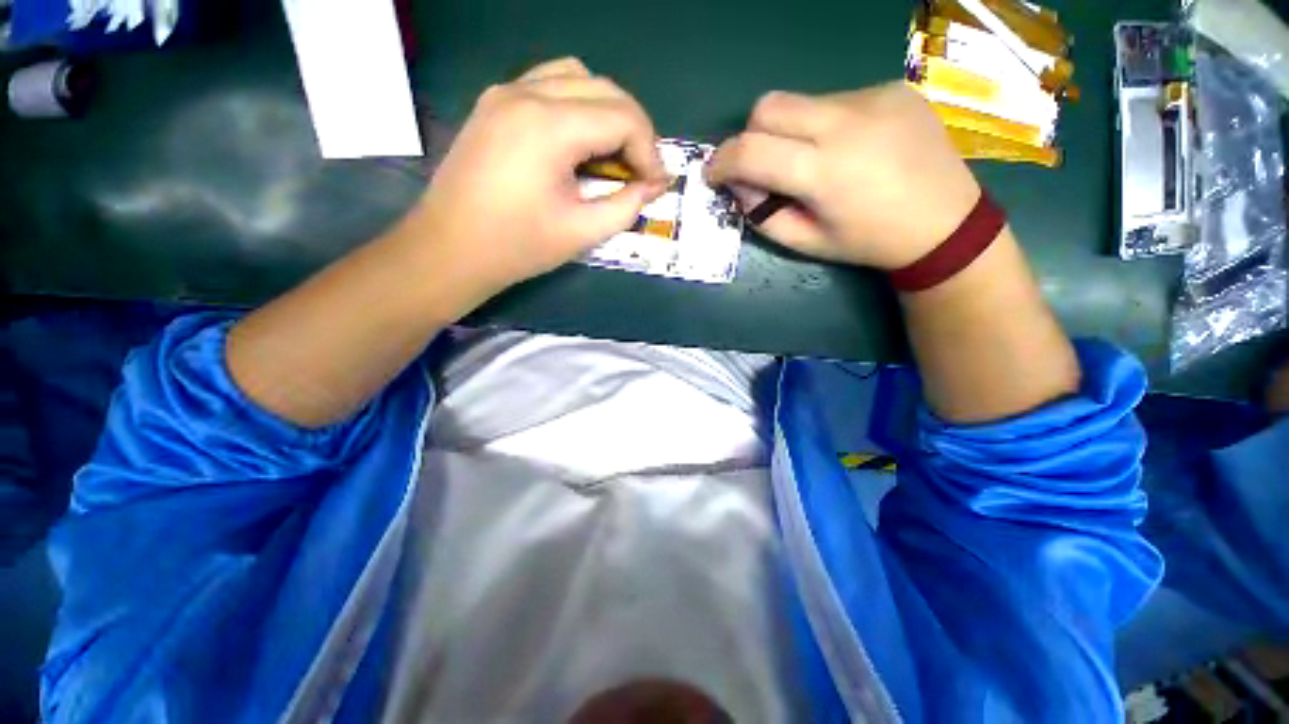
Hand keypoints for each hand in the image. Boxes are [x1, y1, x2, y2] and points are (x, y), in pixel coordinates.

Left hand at [407, 57, 668, 294]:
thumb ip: (625, 206)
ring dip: (607, 111)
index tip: (657, 184)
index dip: (649, 151)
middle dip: (635, 130)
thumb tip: (653, 187)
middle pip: (605, 89)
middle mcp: (526, 93)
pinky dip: (577, 105)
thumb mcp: (581, 232)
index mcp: (549, 126)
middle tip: (642, 171)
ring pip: (577, 77)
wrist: (450, 249)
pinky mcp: (495, 102)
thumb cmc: (517, 247)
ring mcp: (505, 92)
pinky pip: (549, 84)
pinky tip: (579, 141)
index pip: (623, 116)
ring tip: (613, 153)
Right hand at [706, 83, 981, 270]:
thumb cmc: (869, 242)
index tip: (715, 175)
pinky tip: (849, 148)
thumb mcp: (807, 243)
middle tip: (761, 166)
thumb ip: (763, 215)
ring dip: (791, 132)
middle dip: (751, 136)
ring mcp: (873, 98)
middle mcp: (846, 122)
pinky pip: (835, 100)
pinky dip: (825, 125)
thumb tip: (740, 186)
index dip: (722, 161)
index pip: (750, 150)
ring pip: (802, 102)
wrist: (947, 223)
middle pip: (768, 106)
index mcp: (824, 171)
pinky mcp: (892, 88)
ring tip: (815, 161)